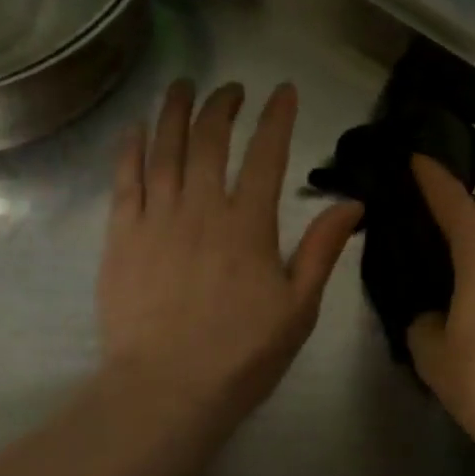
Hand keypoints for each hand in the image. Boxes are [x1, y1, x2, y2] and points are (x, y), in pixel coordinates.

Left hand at [100, 80, 362, 426]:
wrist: (165, 391)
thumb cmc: (240, 354)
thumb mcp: (298, 308)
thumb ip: (321, 250)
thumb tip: (353, 204)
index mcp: (248, 224)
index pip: (265, 154)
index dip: (276, 117)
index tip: (282, 91)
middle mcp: (201, 208)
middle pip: (209, 140)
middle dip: (222, 105)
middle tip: (231, 88)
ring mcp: (156, 219)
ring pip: (164, 149)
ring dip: (174, 111)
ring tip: (181, 85)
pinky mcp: (121, 236)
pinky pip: (125, 180)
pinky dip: (131, 149)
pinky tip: (136, 128)